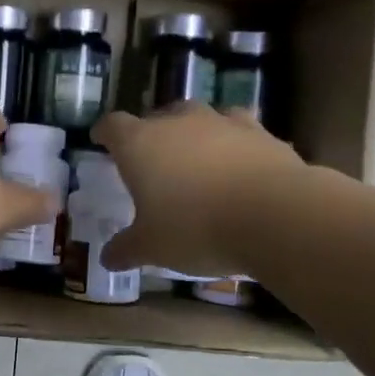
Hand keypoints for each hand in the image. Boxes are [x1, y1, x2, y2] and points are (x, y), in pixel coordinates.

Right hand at [91, 103, 305, 274]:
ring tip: (196, 158)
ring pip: (199, 118)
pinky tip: (238, 163)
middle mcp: (178, 122)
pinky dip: (233, 143)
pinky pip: (238, 130)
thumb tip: (107, 258)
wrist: (273, 214)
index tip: (101, 139)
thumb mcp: (152, 247)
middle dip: (151, 134)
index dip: (105, 132)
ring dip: (193, 134)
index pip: (113, 126)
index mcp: (140, 144)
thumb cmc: (195, 228)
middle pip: (156, 117)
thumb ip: (127, 248)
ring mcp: (220, 122)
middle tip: (152, 160)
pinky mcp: (259, 131)